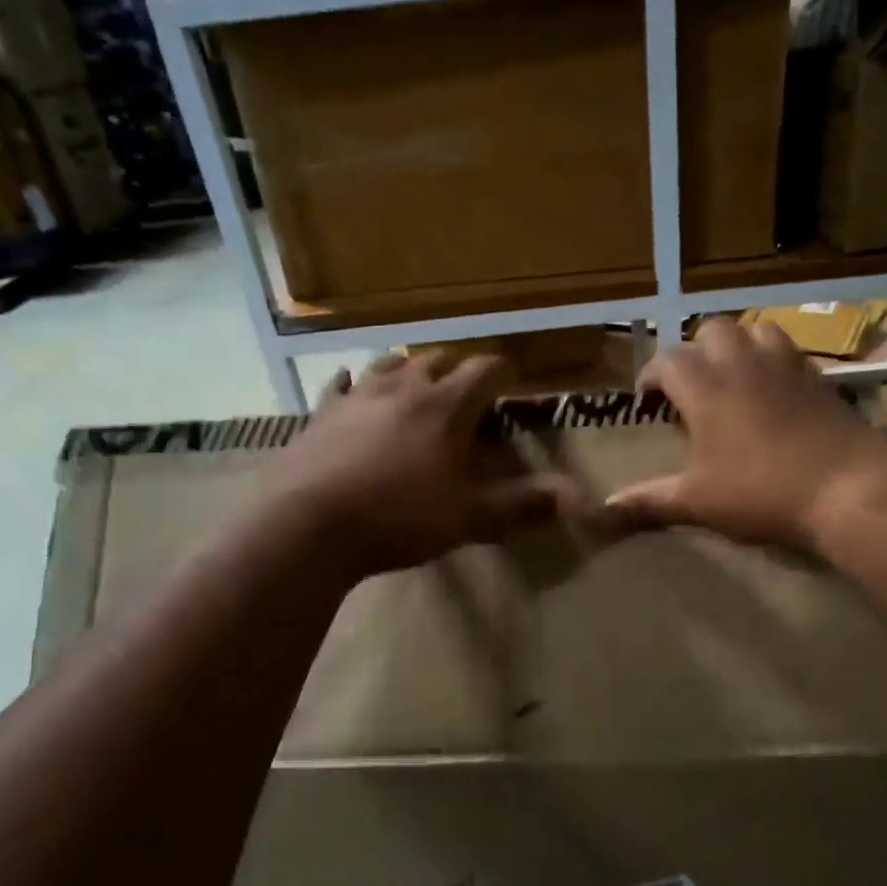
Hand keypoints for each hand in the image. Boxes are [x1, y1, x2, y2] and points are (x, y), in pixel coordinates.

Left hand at [270, 353, 572, 577]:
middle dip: (458, 368)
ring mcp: (357, 397)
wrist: (311, 525)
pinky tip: (348, 383)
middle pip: (437, 360)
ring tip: (417, 380)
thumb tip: (575, 497)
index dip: (503, 372)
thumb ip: (522, 505)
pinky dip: (350, 383)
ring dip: (408, 369)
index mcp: (446, 407)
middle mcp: (403, 389)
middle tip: (468, 385)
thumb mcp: (469, 518)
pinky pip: (339, 387)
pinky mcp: (322, 415)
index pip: (485, 371)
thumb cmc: (400, 518)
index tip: (512, 380)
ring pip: (389, 365)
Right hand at [607, 317, 886, 549]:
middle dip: (694, 352)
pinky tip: (771, 391)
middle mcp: (742, 364)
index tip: (647, 401)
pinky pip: (787, 349)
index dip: (651, 377)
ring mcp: (784, 365)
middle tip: (691, 388)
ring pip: (753, 330)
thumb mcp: (698, 502)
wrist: (847, 488)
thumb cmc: (761, 493)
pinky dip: (770, 358)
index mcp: (705, 388)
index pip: (667, 361)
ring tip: (731, 379)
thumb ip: (650, 501)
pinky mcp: (817, 376)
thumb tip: (605, 509)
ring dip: (735, 346)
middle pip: (711, 330)